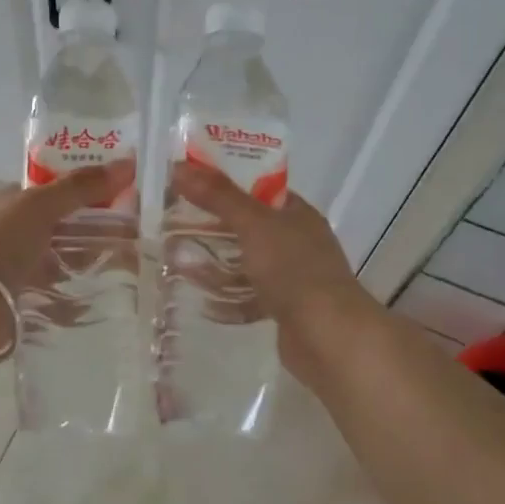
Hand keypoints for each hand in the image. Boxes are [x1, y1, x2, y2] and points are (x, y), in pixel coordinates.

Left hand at [0, 160, 135, 362]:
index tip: (128, 198)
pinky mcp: (21, 304)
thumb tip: (128, 162)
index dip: (91, 191)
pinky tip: (106, 302)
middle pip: (64, 229)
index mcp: (15, 204)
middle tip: (139, 238)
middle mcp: (15, 234)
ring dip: (90, 267)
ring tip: (131, 271)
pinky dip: (78, 302)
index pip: (58, 192)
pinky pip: (57, 300)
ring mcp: (17, 271)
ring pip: (62, 265)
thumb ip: (81, 187)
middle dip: (96, 232)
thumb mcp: (41, 206)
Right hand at [170, 162, 381, 384]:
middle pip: (250, 227)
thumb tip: (179, 166)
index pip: (259, 189)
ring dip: (217, 264)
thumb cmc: (294, 270)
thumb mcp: (253, 224)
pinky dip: (227, 299)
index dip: (227, 184)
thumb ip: (218, 196)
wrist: (329, 337)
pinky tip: (201, 301)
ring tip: (179, 261)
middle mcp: (298, 242)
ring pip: (248, 263)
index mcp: (298, 215)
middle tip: (175, 224)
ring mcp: (293, 278)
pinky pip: (250, 298)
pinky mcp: (285, 310)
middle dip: (215, 226)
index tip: (191, 185)